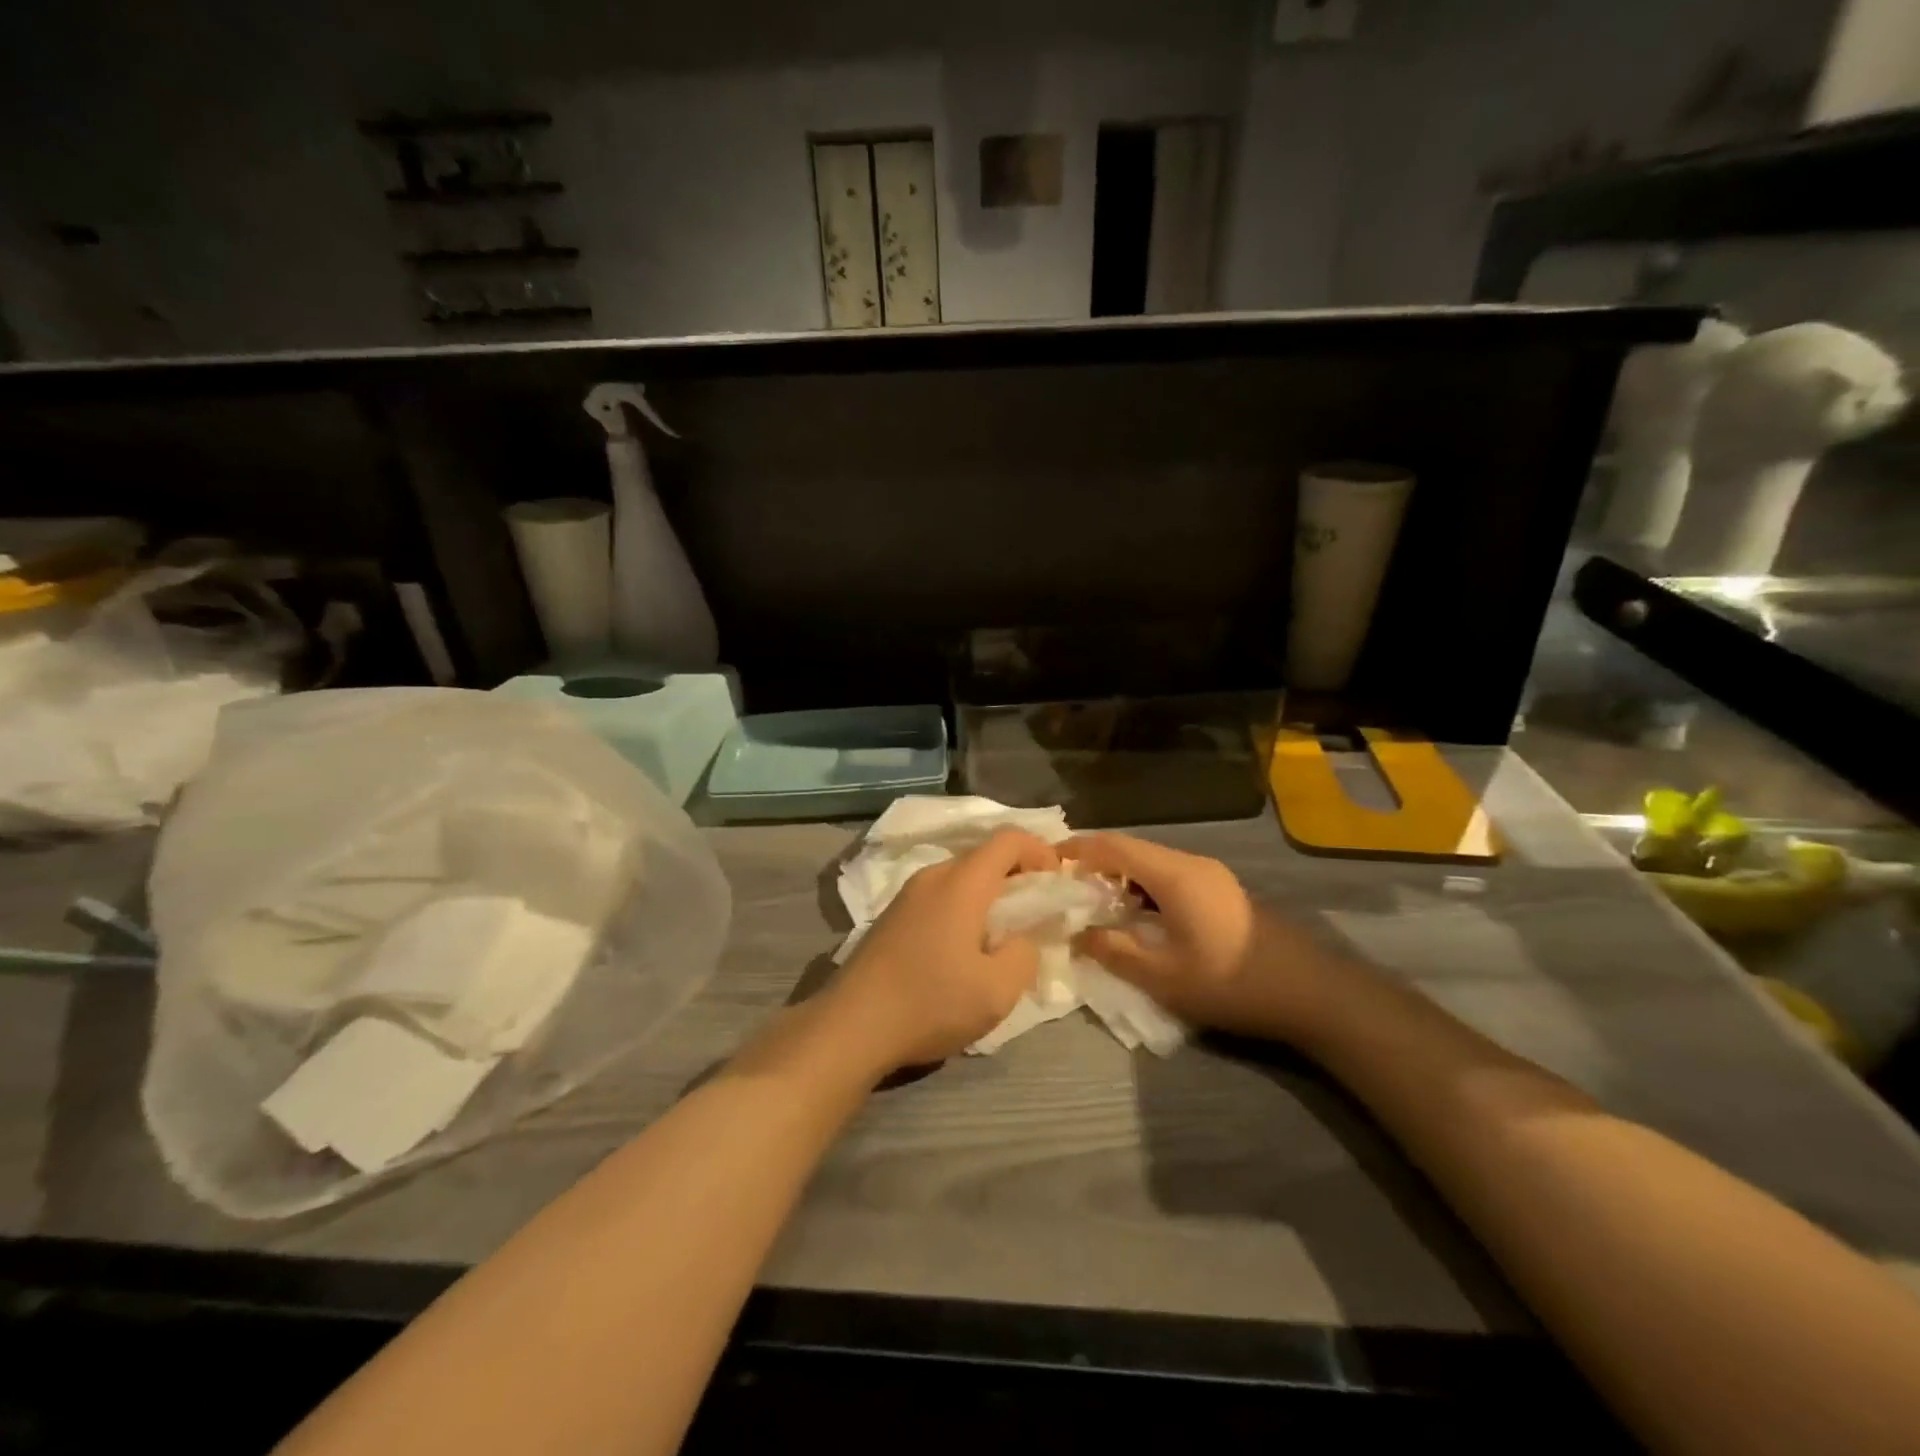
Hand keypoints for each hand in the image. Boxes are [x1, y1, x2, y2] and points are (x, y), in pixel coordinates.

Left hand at [825, 829, 1057, 1070]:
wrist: (851, 1025)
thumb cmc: (931, 1002)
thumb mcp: (997, 990)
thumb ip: (1024, 955)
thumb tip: (1020, 939)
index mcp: (962, 882)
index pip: (1008, 838)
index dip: (1040, 851)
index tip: (1056, 882)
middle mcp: (933, 876)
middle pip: (984, 857)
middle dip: (1017, 876)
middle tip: (1035, 914)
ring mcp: (907, 895)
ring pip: (960, 878)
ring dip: (988, 896)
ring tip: (1001, 937)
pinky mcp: (891, 917)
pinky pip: (939, 897)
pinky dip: (963, 909)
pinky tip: (963, 950)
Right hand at [1060, 833, 1328, 1042]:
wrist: (1311, 993)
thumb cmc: (1231, 982)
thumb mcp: (1164, 976)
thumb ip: (1114, 952)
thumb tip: (1079, 934)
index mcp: (1174, 874)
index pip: (1114, 845)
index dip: (1078, 848)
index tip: (1048, 861)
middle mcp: (1191, 863)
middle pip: (1132, 850)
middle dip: (1096, 864)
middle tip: (1067, 890)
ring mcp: (1211, 875)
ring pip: (1152, 864)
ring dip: (1121, 878)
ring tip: (1096, 906)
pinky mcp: (1223, 891)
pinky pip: (1171, 877)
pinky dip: (1144, 888)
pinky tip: (1138, 917)